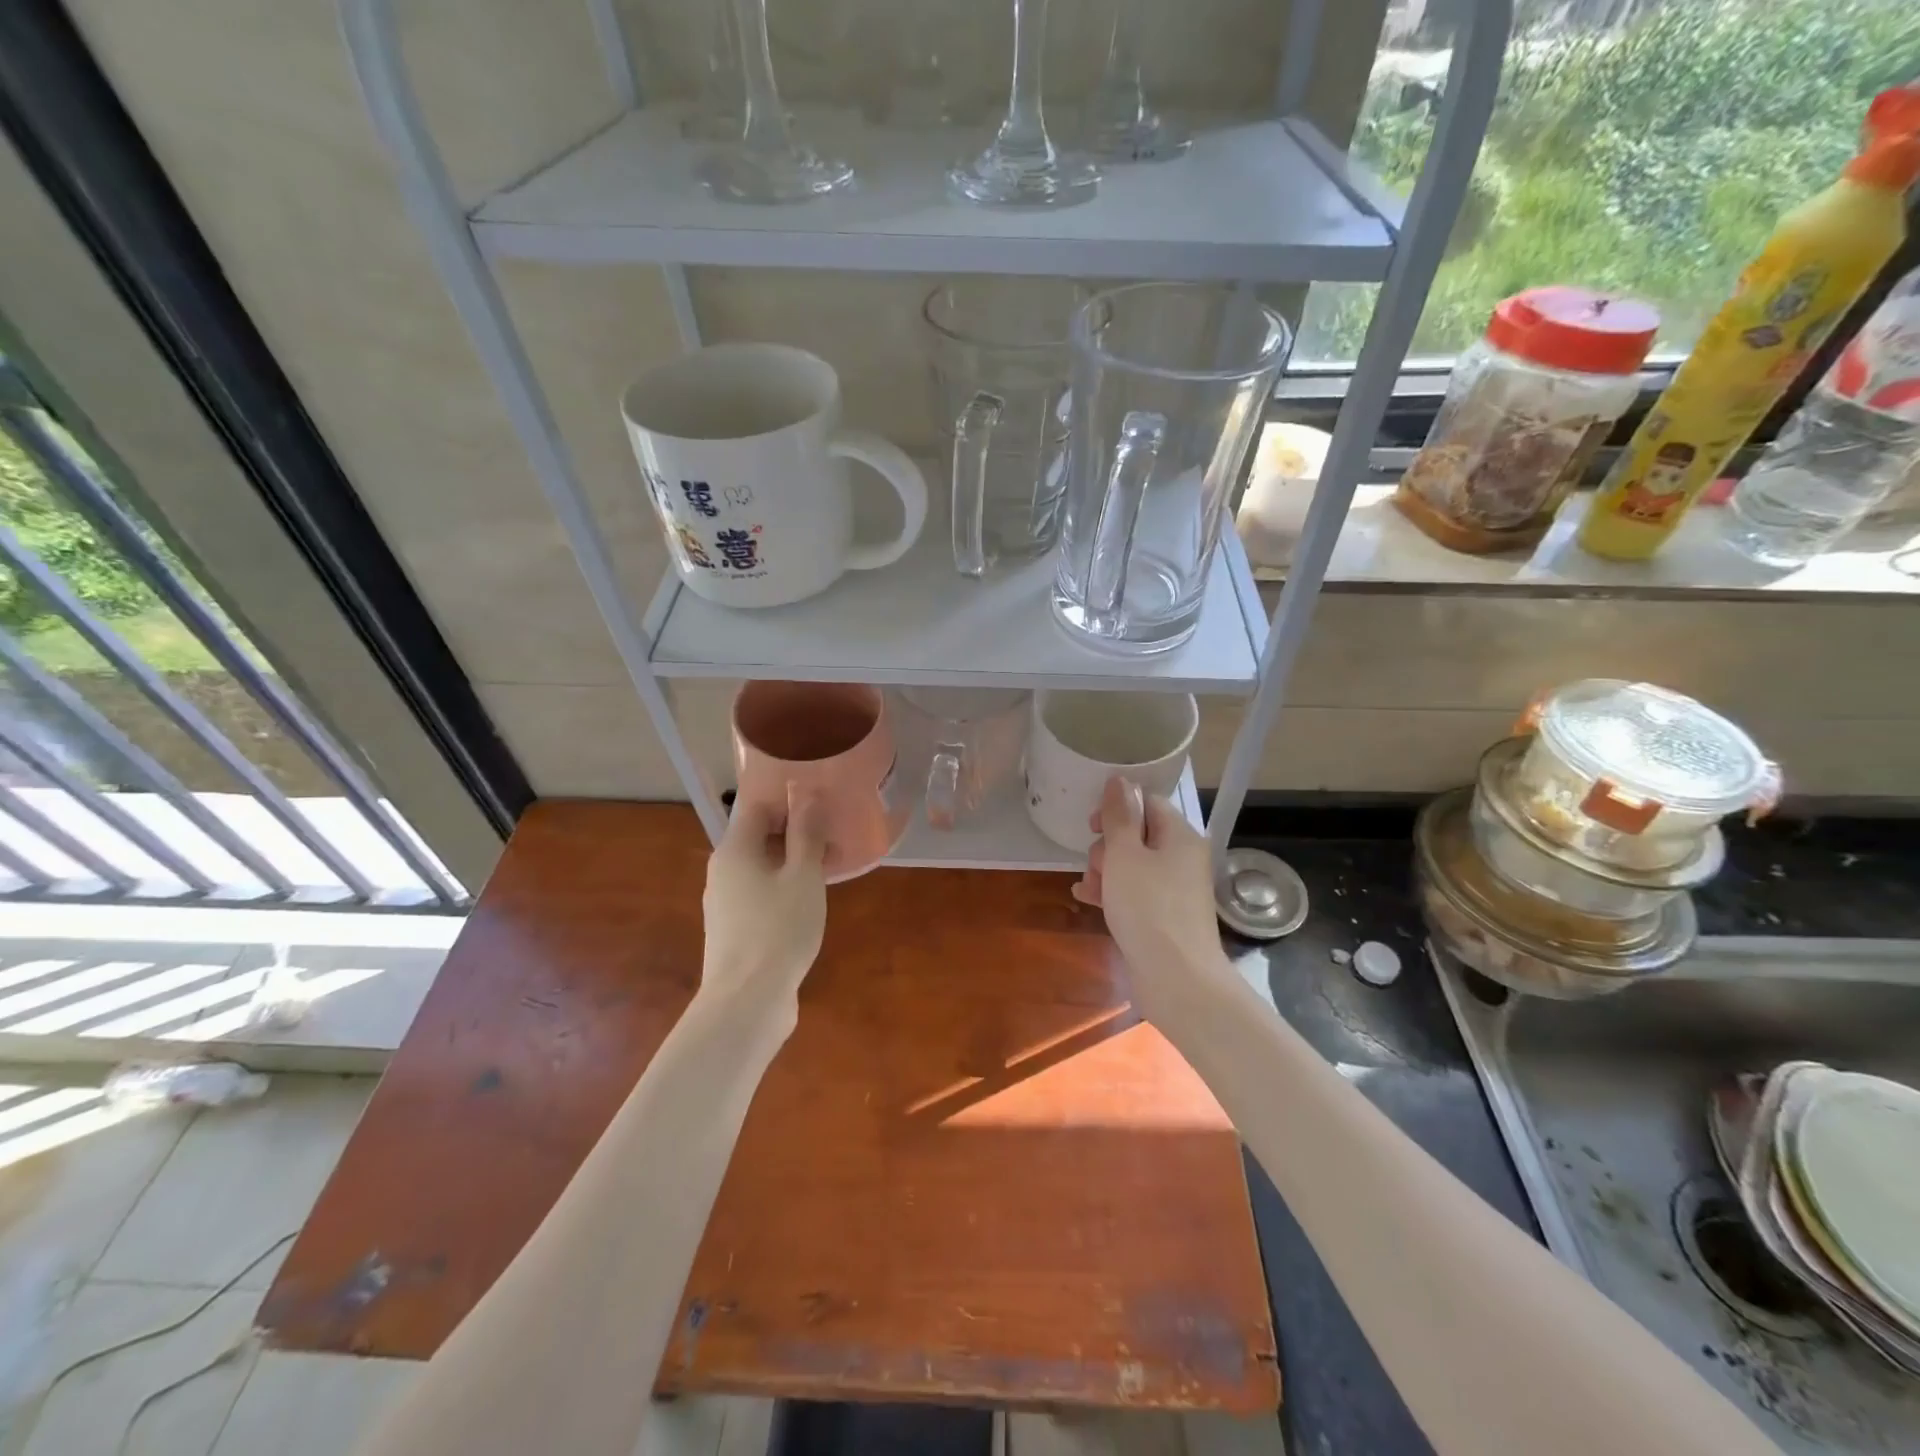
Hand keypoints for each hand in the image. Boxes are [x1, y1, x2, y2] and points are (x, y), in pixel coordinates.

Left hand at [700, 790, 827, 1009]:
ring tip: (828, 870)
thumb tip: (804, 794)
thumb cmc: (779, 929)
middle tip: (833, 840)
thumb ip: (805, 833)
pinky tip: (809, 903)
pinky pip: (759, 893)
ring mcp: (725, 902)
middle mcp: (723, 870)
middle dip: (795, 833)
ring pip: (760, 867)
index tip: (824, 810)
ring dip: (792, 862)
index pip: (757, 806)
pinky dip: (783, 888)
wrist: (747, 1002)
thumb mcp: (803, 876)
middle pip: (758, 836)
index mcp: (734, 850)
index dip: (790, 802)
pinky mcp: (734, 929)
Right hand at [1073, 776, 1223, 1015]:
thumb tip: (1120, 780)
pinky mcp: (1164, 917)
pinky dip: (1112, 892)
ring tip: (1088, 887)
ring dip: (1104, 871)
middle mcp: (1182, 859)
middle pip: (1138, 835)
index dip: (1117, 808)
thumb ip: (1119, 816)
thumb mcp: (1125, 855)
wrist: (1177, 979)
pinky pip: (1134, 892)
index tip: (1091, 826)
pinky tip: (1086, 899)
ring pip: (1132, 865)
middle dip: (1107, 846)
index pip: (1148, 803)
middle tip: (1096, 865)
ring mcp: (1174, 890)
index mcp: (1180, 836)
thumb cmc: (1148, 908)